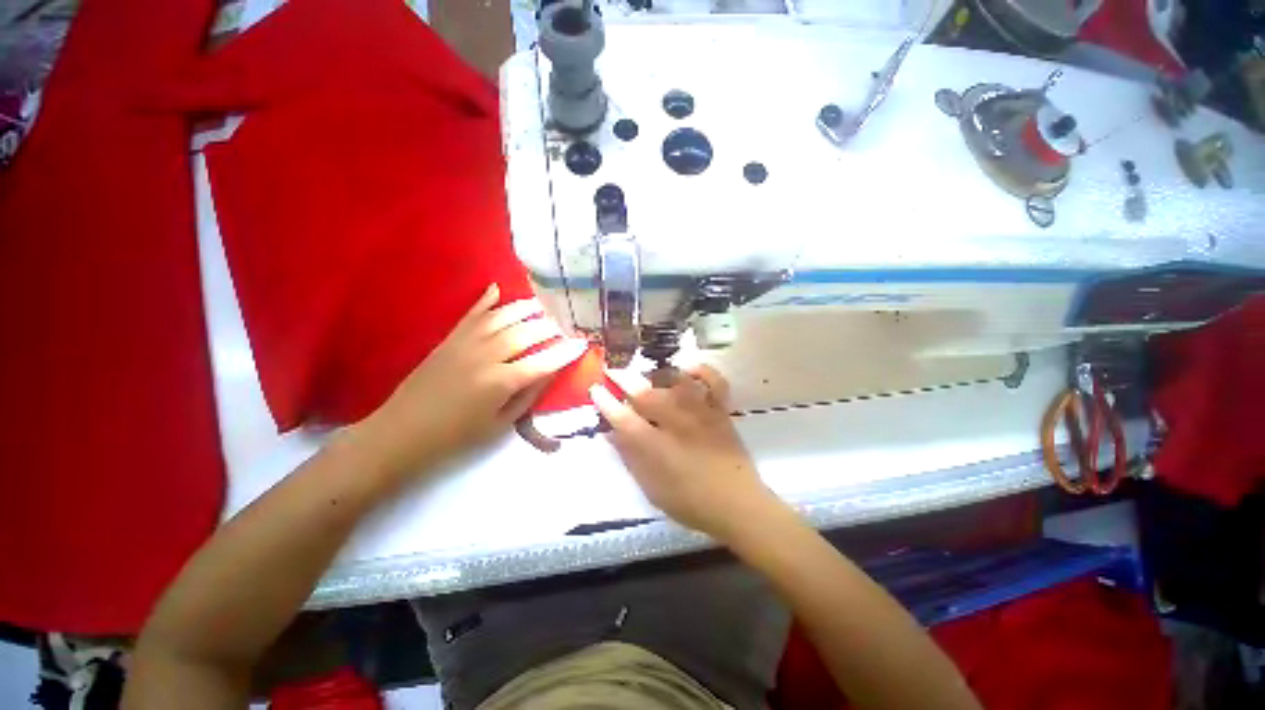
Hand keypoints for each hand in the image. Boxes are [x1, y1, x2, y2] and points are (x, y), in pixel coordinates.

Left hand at [358, 283, 586, 477]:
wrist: (403, 432)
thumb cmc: (457, 435)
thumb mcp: (501, 423)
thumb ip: (528, 395)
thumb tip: (550, 372)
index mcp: (501, 382)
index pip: (544, 361)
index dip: (566, 352)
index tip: (583, 344)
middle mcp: (486, 356)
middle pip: (526, 333)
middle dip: (549, 327)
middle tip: (564, 325)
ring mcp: (466, 343)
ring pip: (502, 317)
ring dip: (525, 308)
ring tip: (542, 306)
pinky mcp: (450, 338)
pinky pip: (472, 314)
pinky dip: (485, 300)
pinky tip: (497, 288)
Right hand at [590, 365, 780, 541]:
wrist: (738, 505)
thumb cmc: (690, 502)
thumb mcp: (652, 488)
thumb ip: (631, 458)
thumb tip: (612, 433)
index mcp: (656, 447)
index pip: (623, 419)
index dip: (606, 403)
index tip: (596, 389)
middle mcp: (676, 424)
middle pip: (646, 395)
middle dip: (625, 380)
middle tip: (613, 371)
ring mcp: (701, 414)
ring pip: (675, 383)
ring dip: (657, 374)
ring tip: (647, 372)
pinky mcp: (720, 411)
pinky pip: (714, 382)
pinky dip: (702, 371)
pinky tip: (688, 368)